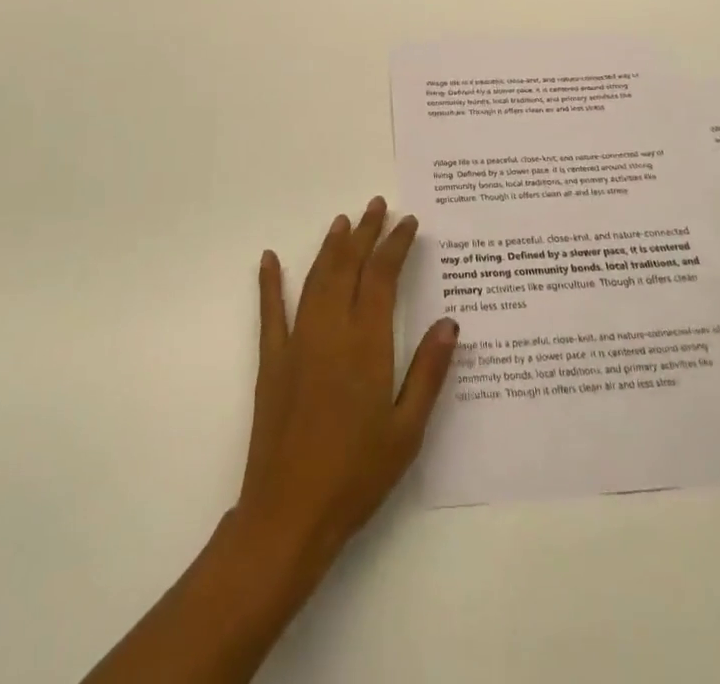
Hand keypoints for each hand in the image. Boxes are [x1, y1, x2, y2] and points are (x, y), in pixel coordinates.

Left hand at [236, 197, 458, 577]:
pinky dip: (270, 283)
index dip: (396, 244)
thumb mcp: (407, 429)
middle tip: (377, 205)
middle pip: (348, 266)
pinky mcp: (272, 361)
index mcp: (367, 344)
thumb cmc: (357, 475)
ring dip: (330, 247)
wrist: (289, 514)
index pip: (382, 277)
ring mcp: (297, 342)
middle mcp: (331, 331)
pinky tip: (270, 259)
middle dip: (365, 232)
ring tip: (343, 221)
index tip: (408, 222)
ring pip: (316, 279)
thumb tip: (450, 322)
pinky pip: (270, 312)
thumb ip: (429, 372)